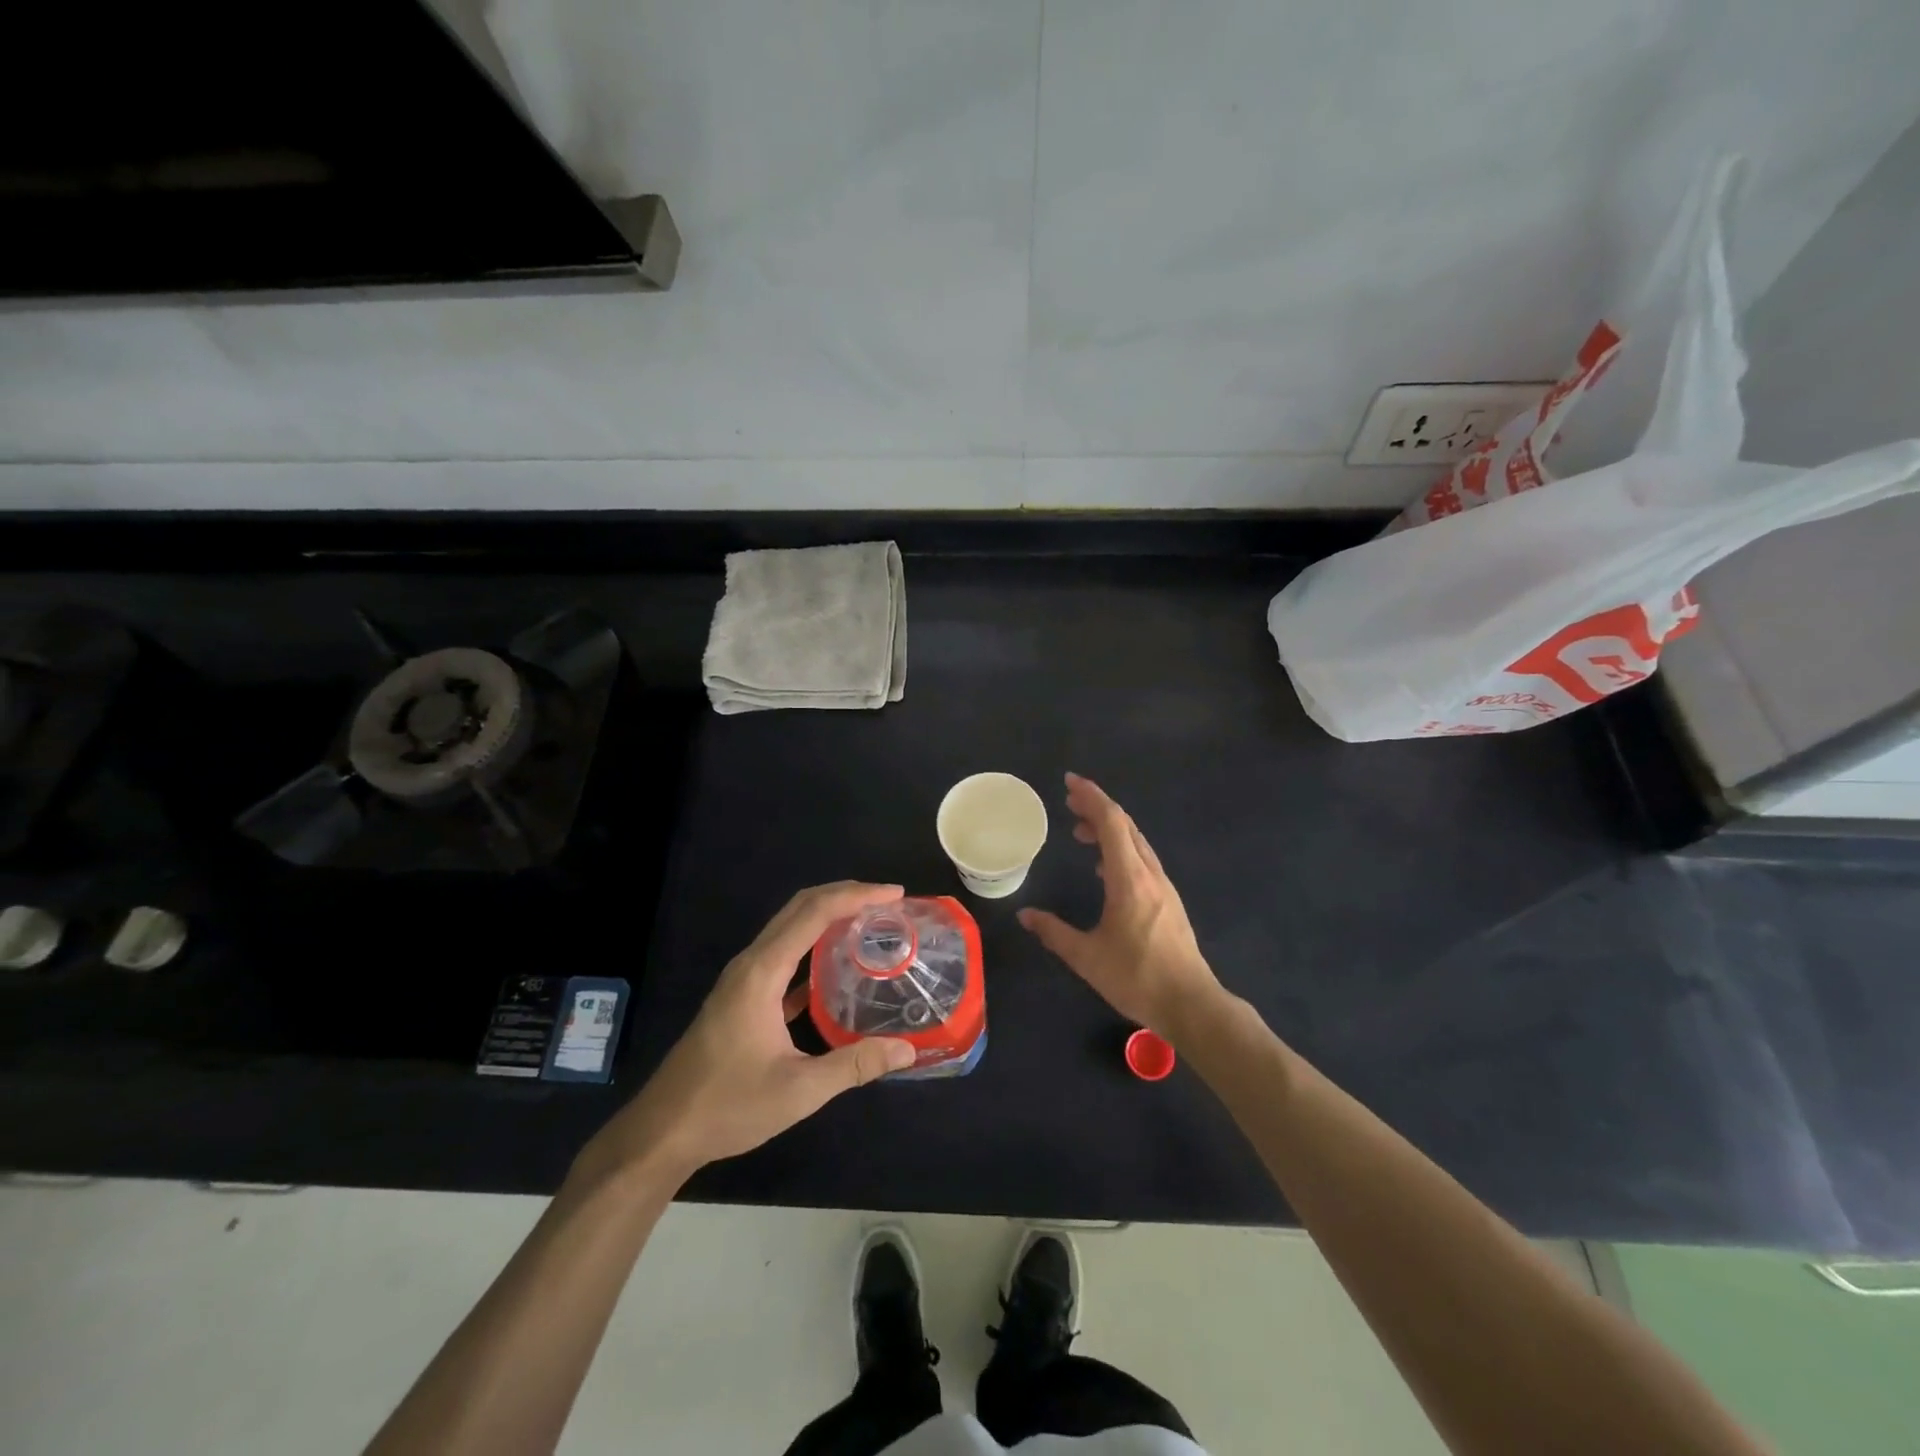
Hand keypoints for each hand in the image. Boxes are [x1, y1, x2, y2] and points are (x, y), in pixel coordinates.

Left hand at [577, 882, 915, 1184]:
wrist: (663, 1132)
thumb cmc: (728, 1106)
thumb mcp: (799, 1090)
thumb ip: (854, 1066)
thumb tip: (907, 1050)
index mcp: (762, 972)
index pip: (814, 913)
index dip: (856, 896)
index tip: (895, 894)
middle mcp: (751, 963)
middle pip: (800, 907)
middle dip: (846, 895)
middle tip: (889, 901)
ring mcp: (743, 979)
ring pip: (790, 928)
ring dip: (829, 915)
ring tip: (869, 922)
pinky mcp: (742, 996)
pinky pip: (783, 954)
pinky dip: (813, 945)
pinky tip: (837, 964)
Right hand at [1019, 773, 1221, 1038]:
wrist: (1191, 1004)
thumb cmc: (1137, 978)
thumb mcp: (1086, 957)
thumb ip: (1053, 932)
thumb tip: (1025, 915)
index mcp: (1129, 879)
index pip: (1111, 823)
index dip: (1091, 797)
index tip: (1070, 783)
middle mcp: (1149, 874)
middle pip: (1125, 826)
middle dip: (1097, 808)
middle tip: (1069, 802)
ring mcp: (1163, 887)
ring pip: (1136, 842)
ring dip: (1109, 829)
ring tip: (1080, 832)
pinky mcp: (1168, 901)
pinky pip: (1142, 860)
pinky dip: (1120, 849)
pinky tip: (1105, 868)